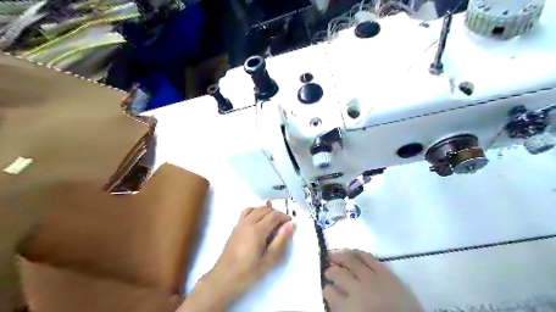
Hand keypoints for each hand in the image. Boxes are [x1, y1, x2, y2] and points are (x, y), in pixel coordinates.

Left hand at [178, 205, 294, 311]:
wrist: (224, 278)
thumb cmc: (248, 272)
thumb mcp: (268, 260)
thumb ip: (280, 241)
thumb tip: (290, 225)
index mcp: (257, 230)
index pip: (274, 215)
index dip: (284, 216)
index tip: (290, 223)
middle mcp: (248, 222)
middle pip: (265, 209)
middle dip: (276, 213)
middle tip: (283, 224)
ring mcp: (240, 223)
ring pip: (256, 208)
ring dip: (266, 211)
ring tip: (272, 221)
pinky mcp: (235, 227)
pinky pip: (247, 212)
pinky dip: (255, 211)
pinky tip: (258, 221)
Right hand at [325, 250, 423, 311]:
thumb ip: (343, 308)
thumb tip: (334, 296)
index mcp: (349, 308)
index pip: (330, 293)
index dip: (326, 289)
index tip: (326, 288)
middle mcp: (358, 290)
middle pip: (338, 274)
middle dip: (330, 271)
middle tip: (327, 270)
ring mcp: (373, 279)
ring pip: (351, 261)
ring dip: (339, 257)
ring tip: (334, 256)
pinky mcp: (386, 273)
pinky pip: (368, 257)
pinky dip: (358, 252)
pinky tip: (353, 252)